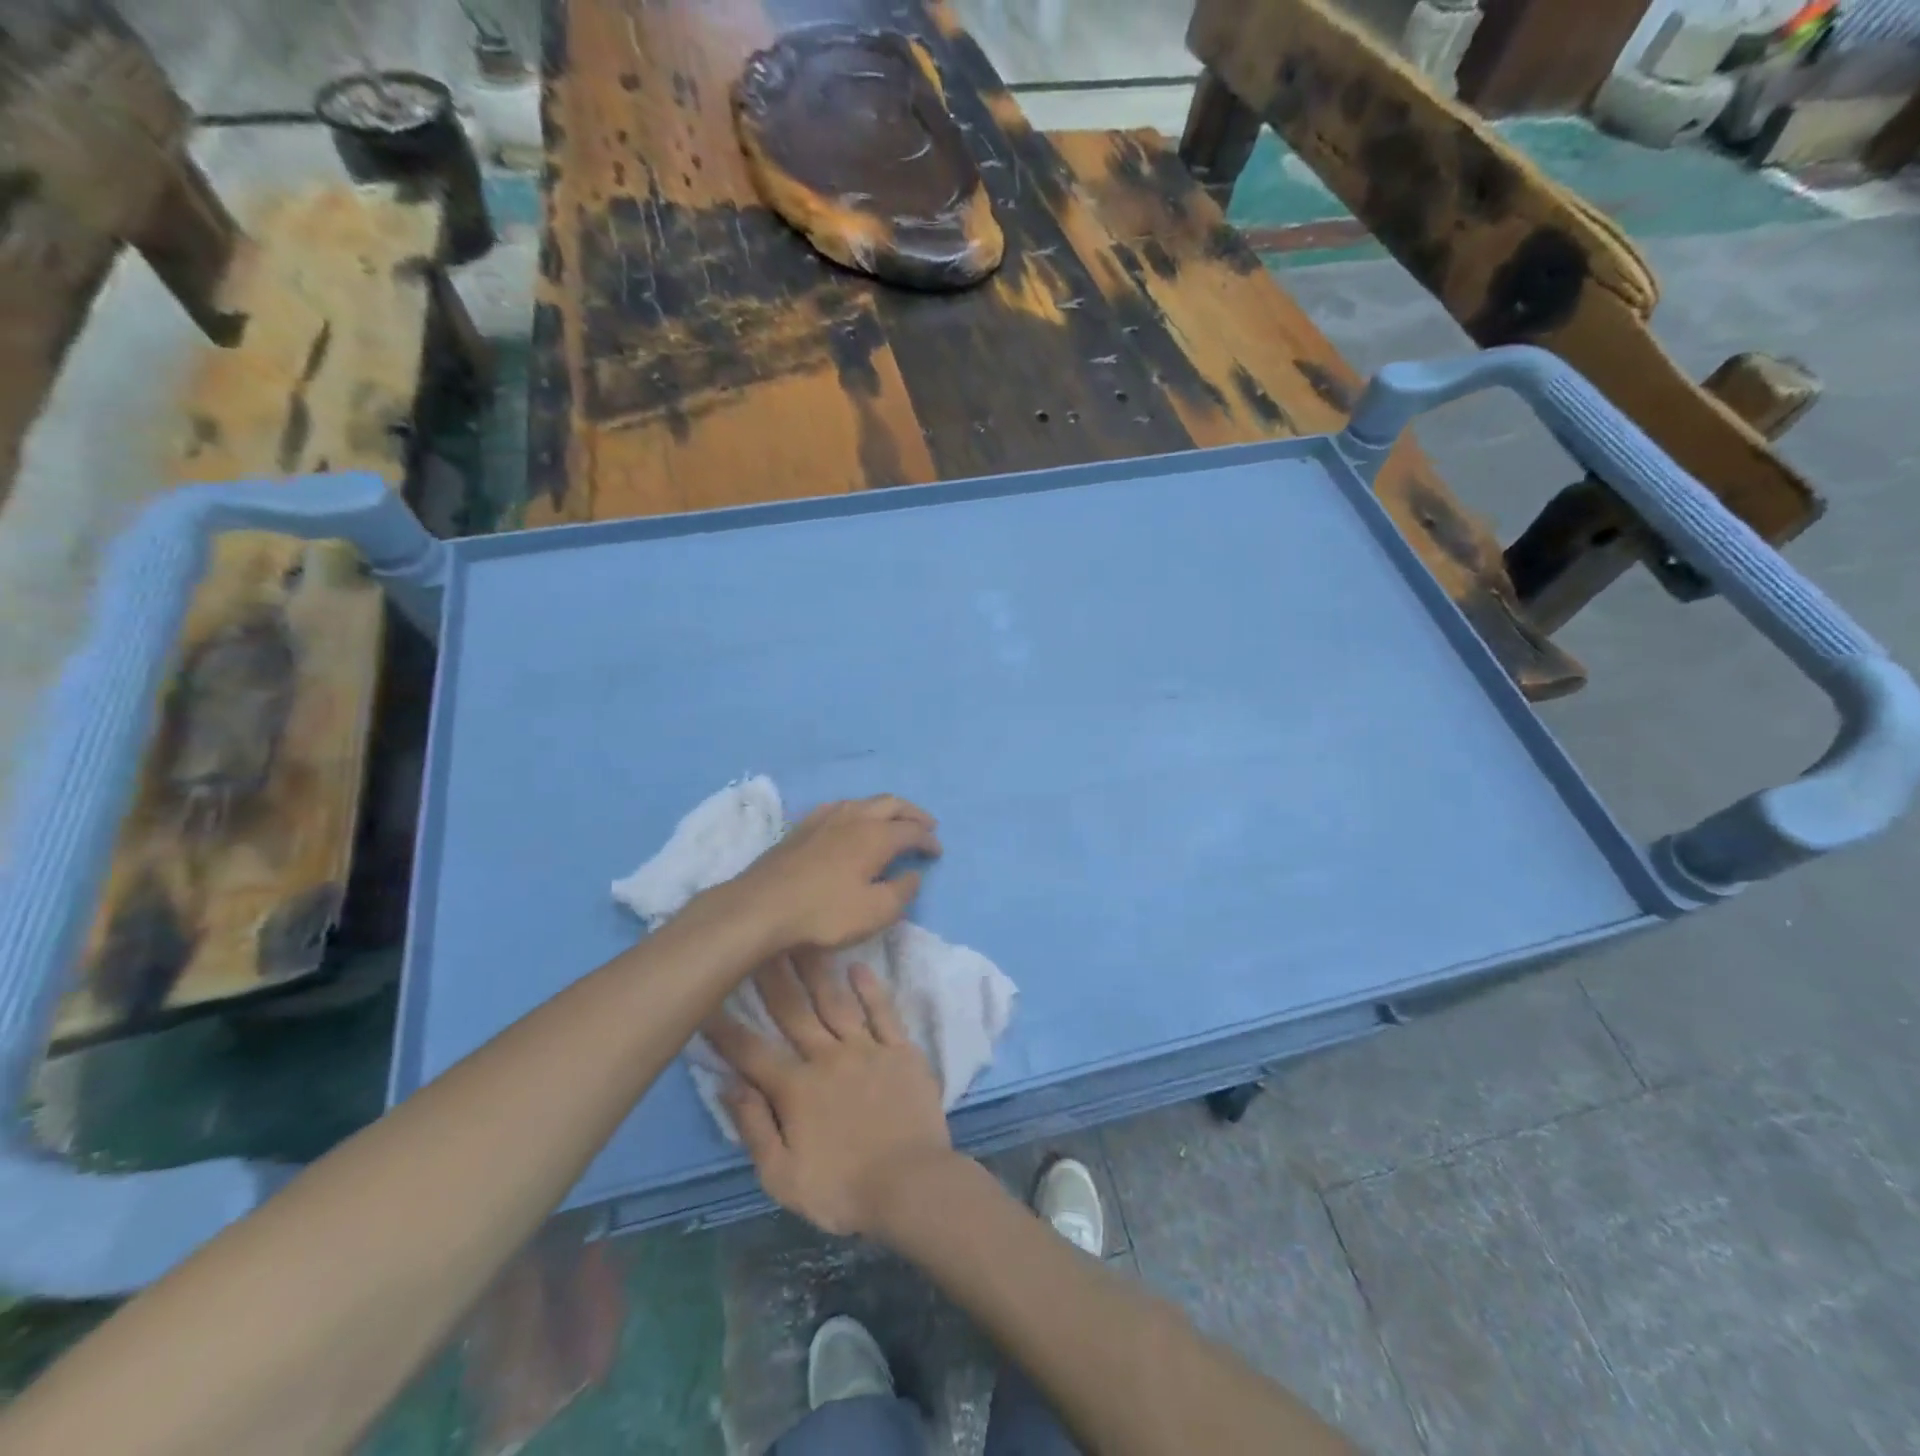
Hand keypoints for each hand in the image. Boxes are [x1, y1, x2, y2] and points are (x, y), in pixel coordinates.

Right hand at [706, 949, 957, 1238]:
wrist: (911, 1185)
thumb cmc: (842, 1189)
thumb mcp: (782, 1177)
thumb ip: (754, 1128)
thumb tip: (727, 1086)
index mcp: (796, 1088)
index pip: (751, 1052)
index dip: (725, 1027)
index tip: (705, 999)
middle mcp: (828, 1057)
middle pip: (793, 1012)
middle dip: (770, 977)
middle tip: (756, 943)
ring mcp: (867, 1048)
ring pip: (835, 1001)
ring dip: (816, 969)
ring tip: (801, 938)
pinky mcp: (901, 1050)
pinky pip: (883, 1011)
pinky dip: (870, 988)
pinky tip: (857, 965)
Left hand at [725, 795, 940, 952]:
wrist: (761, 907)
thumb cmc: (824, 913)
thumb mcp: (875, 912)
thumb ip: (902, 892)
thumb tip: (914, 874)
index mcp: (876, 836)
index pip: (912, 830)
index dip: (928, 840)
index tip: (937, 852)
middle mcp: (853, 817)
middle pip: (891, 804)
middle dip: (913, 813)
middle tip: (927, 824)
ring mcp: (824, 818)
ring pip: (864, 801)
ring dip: (885, 808)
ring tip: (893, 820)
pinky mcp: (802, 827)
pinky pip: (839, 807)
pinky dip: (857, 810)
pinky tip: (851, 821)